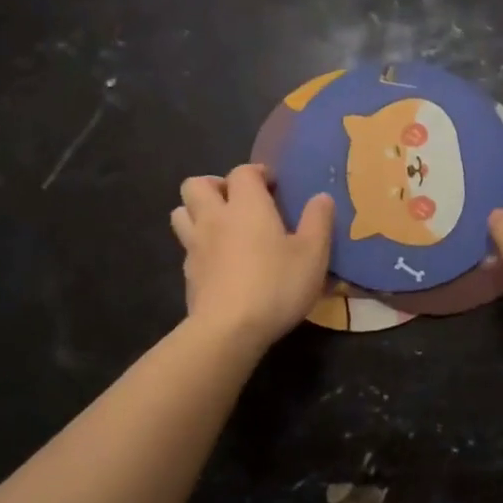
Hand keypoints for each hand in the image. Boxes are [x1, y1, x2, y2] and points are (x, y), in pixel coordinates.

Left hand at [171, 165, 334, 346]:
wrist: (229, 330)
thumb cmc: (276, 285)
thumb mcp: (313, 254)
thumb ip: (318, 221)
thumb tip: (321, 197)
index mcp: (246, 206)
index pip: (243, 172)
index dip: (257, 173)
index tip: (273, 186)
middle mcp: (215, 218)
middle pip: (196, 184)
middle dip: (216, 185)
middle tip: (238, 201)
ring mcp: (195, 246)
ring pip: (181, 212)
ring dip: (197, 211)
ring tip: (222, 226)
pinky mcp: (188, 274)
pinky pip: (187, 247)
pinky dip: (199, 245)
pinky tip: (219, 261)